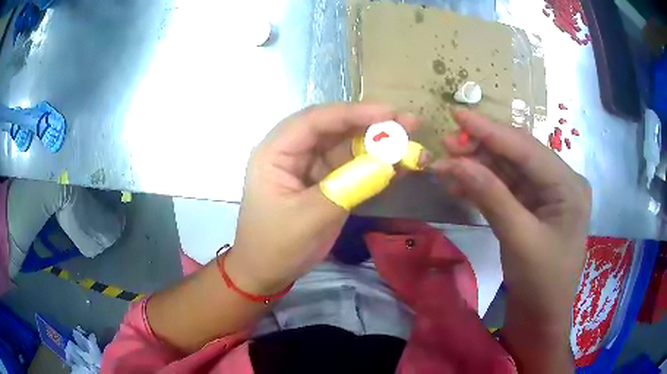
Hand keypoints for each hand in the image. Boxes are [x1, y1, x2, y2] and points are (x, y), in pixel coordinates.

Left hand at [227, 103, 418, 293]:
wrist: (268, 272)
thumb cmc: (277, 245)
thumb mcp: (311, 217)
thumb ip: (349, 186)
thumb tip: (390, 162)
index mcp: (275, 152)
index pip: (315, 121)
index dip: (353, 113)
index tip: (390, 113)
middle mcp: (293, 152)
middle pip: (334, 128)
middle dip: (371, 124)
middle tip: (409, 123)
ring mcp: (310, 166)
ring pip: (346, 146)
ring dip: (378, 145)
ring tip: (411, 144)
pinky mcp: (325, 182)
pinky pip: (352, 167)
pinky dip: (375, 166)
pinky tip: (400, 165)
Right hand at [431, 109, 590, 368]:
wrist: (541, 317)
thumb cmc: (541, 282)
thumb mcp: (519, 239)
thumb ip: (491, 197)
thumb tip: (455, 162)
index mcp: (569, 185)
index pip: (527, 149)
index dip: (491, 131)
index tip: (458, 115)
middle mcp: (560, 183)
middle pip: (518, 156)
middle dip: (482, 149)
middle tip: (447, 145)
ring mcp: (546, 196)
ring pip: (509, 171)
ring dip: (478, 167)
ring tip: (446, 164)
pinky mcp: (532, 209)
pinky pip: (506, 190)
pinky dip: (483, 186)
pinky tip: (460, 184)